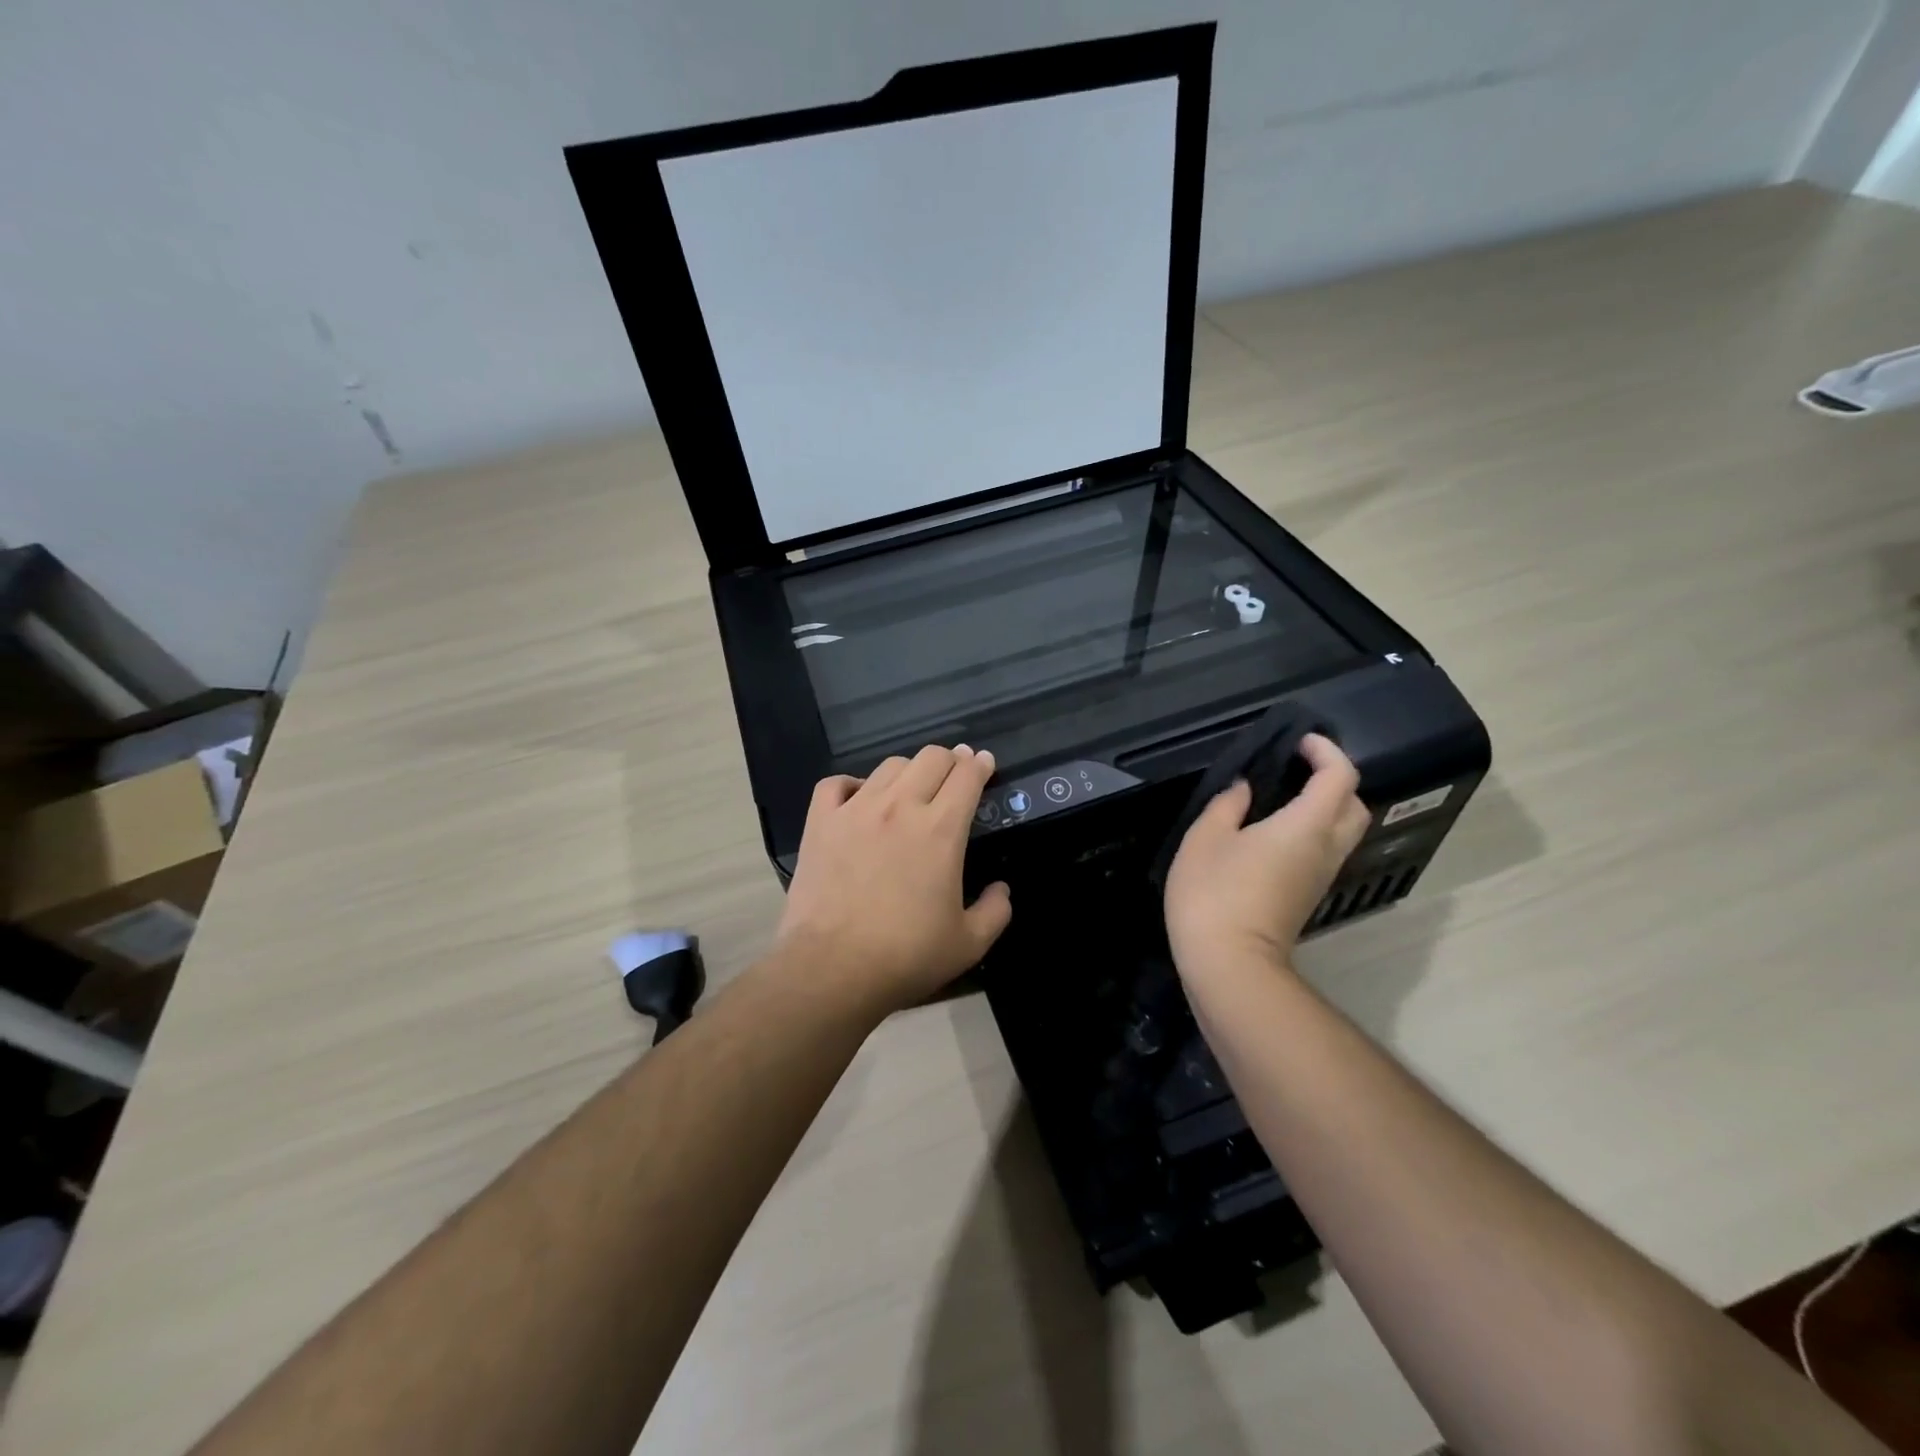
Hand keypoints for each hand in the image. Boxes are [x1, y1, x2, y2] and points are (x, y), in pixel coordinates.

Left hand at [775, 745, 1012, 1013]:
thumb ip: (995, 911)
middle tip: (954, 773)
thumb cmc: (907, 956)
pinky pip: (835, 783)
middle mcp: (901, 807)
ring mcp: (856, 810)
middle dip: (950, 759)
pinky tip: (857, 797)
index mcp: (941, 829)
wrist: (832, 968)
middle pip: (931, 758)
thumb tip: (1002, 889)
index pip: (967, 776)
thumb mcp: (969, 943)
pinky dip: (851, 784)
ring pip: (889, 766)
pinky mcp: (821, 823)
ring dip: (908, 770)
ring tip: (911, 787)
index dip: (979, 764)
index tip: (983, 762)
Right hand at [1164, 734, 1369, 978]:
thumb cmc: (1214, 894)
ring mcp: (1320, 876)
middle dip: (1333, 779)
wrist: (1229, 964)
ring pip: (1343, 831)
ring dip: (1324, 807)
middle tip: (1296, 769)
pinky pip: (1324, 850)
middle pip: (1353, 805)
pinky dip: (1311, 830)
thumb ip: (1227, 805)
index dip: (1325, 751)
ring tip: (1281, 796)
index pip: (1340, 776)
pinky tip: (1272, 831)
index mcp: (1306, 825)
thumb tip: (1245, 788)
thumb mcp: (1205, 838)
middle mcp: (1325, 848)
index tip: (1298, 742)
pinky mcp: (1308, 896)